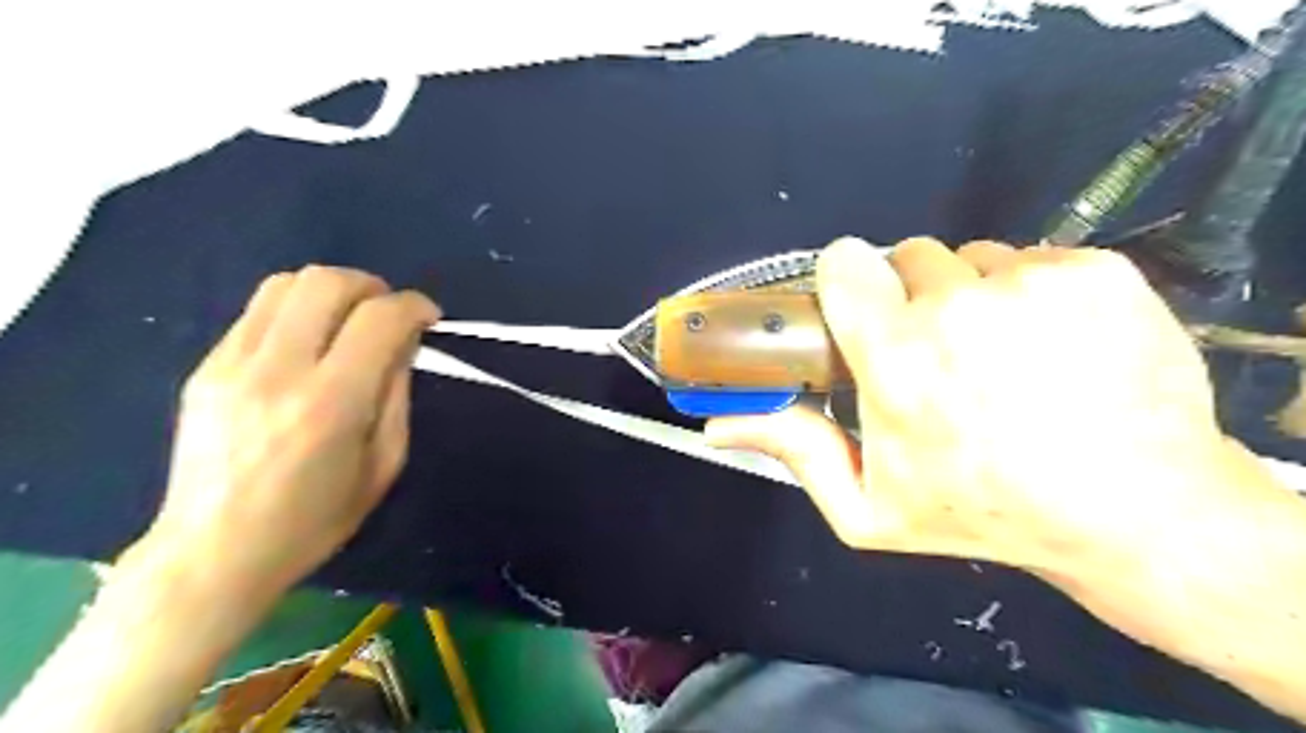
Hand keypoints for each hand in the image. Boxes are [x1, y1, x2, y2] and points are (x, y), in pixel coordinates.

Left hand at [139, 267, 438, 598]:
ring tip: (349, 319)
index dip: (415, 306)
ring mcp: (231, 365)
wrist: (213, 552)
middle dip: (372, 286)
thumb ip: (396, 395)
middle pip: (327, 282)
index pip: (380, 319)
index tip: (429, 317)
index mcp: (331, 403)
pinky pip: (257, 311)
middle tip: (389, 313)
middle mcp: (278, 371)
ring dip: (331, 291)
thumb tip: (404, 343)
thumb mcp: (383, 464)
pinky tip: (309, 342)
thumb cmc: (315, 519)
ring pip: (285, 284)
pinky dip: (297, 311)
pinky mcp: (205, 368)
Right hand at [710, 237, 1260, 583]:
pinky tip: (1054, 348)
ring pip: (975, 258)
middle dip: (912, 297)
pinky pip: (1036, 259)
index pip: (846, 263)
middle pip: (909, 257)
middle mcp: (959, 308)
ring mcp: (1034, 283)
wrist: (1137, 514)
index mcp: (897, 359)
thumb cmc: (984, 513)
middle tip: (938, 353)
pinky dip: (1034, 293)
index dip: (848, 282)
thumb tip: (716, 426)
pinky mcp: (1097, 271)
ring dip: (974, 296)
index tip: (863, 312)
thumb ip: (793, 450)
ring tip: (1001, 356)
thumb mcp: (869, 506)